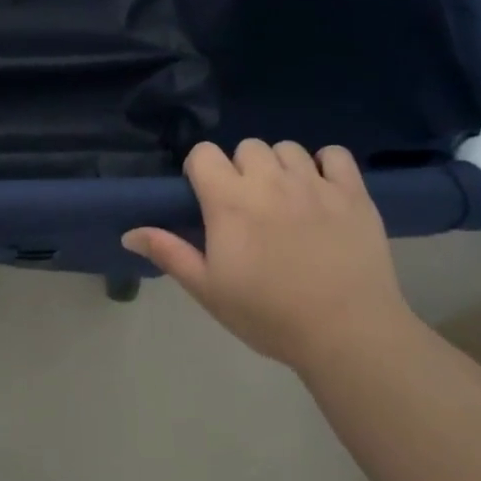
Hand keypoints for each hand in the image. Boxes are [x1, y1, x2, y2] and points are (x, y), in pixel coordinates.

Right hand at [122, 140, 408, 371]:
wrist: (346, 333)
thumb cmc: (268, 315)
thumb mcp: (208, 289)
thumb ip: (169, 253)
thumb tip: (128, 233)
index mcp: (229, 200)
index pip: (204, 153)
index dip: (202, 171)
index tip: (208, 199)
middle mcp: (269, 180)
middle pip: (247, 147)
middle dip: (242, 169)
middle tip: (249, 207)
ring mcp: (314, 183)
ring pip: (287, 148)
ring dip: (280, 167)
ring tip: (286, 200)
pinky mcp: (352, 193)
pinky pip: (335, 155)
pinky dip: (326, 165)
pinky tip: (323, 191)